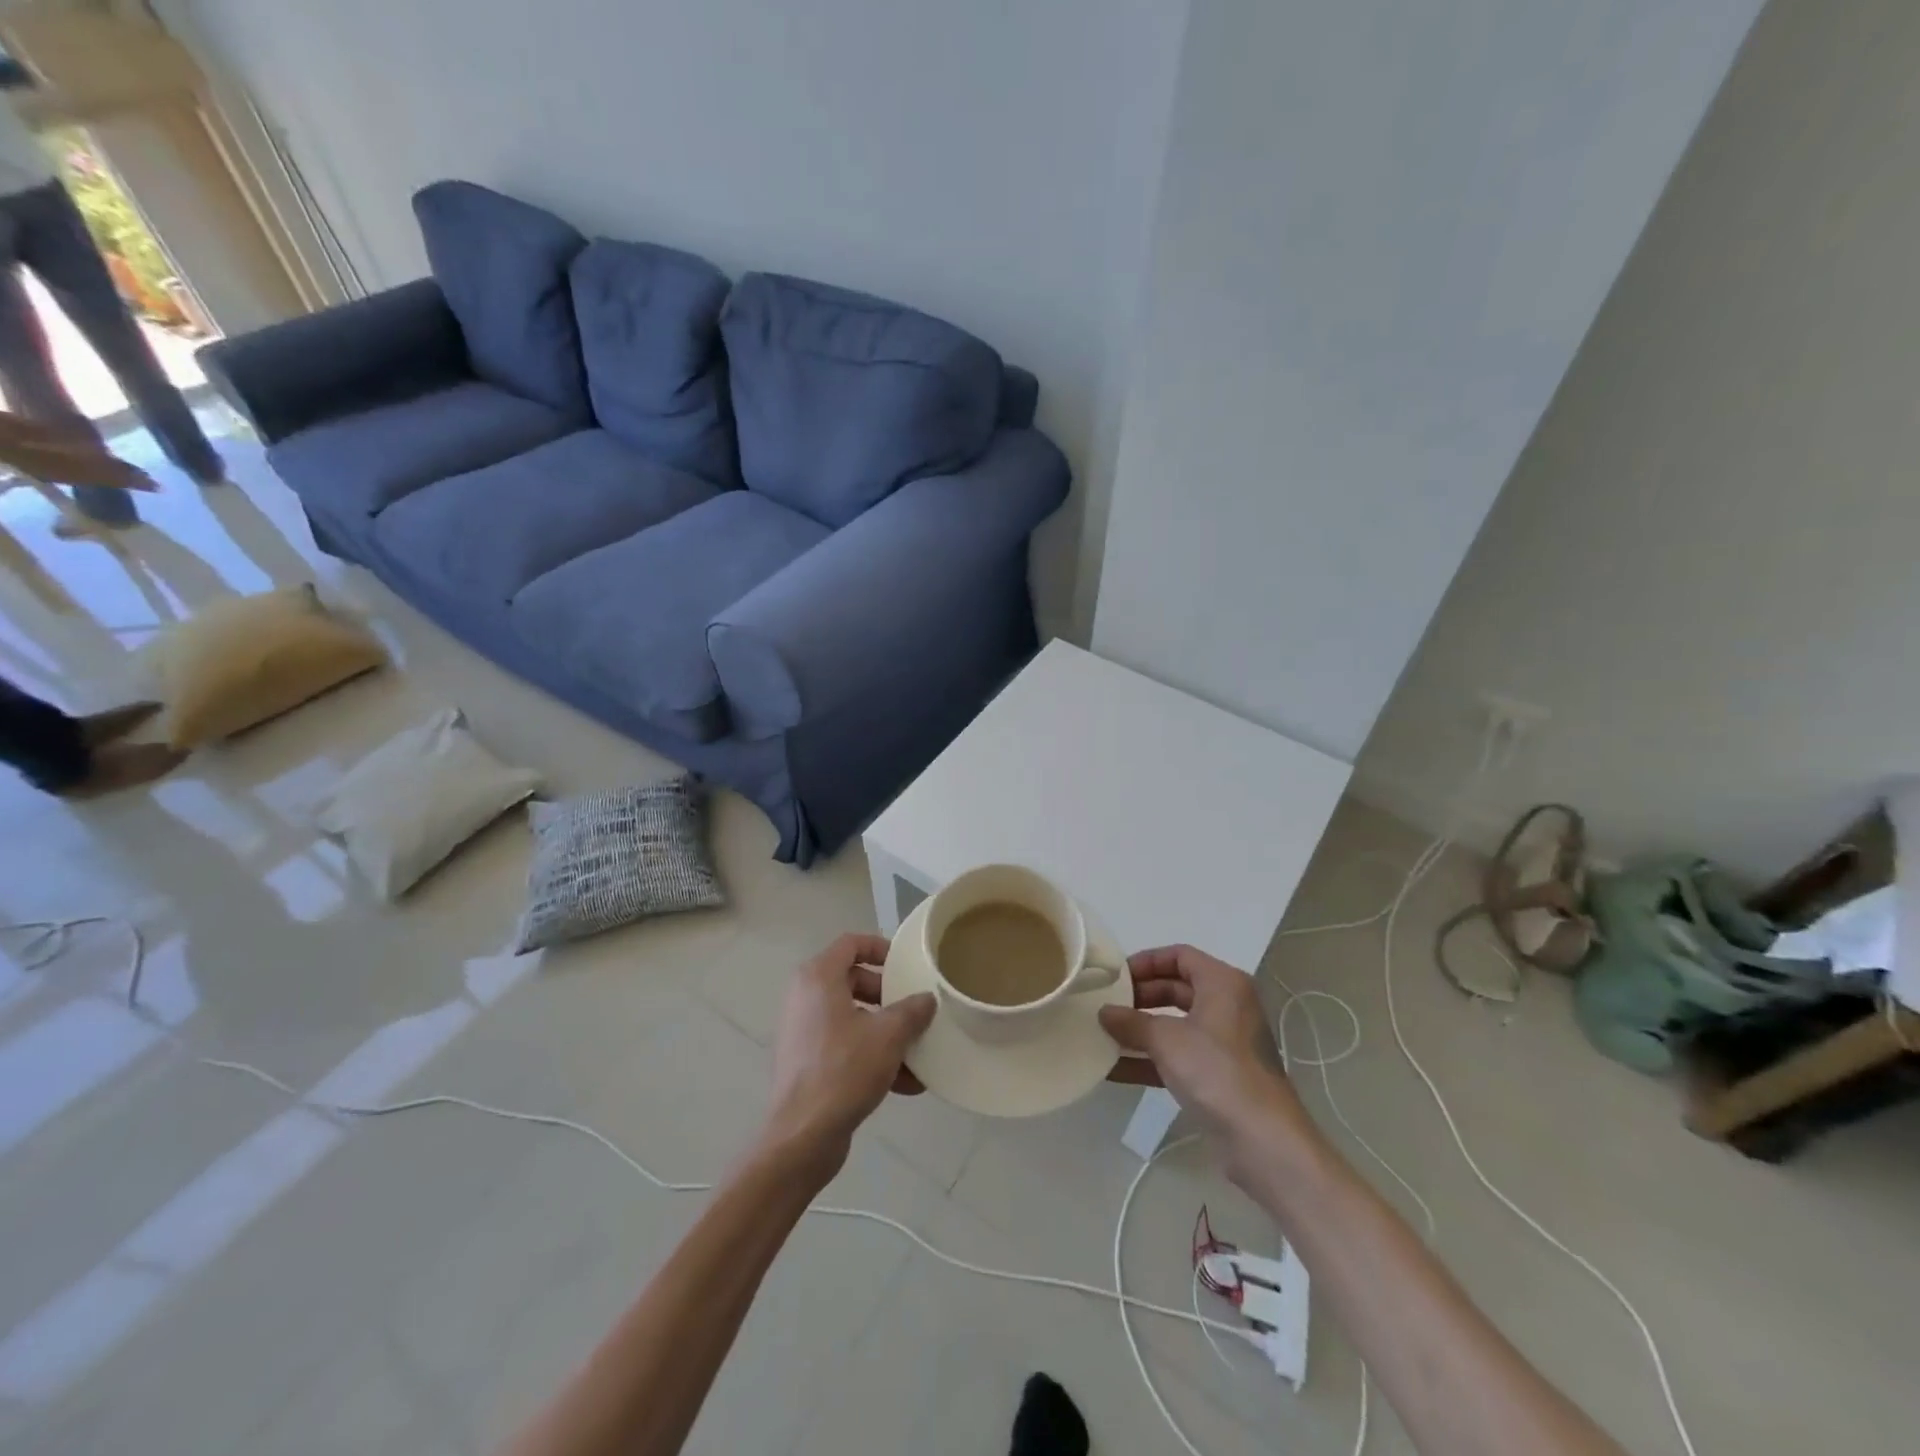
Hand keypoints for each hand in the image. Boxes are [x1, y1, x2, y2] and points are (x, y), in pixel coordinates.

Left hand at [762, 934, 935, 1174]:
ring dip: (885, 1032)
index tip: (906, 965)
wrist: (802, 1137)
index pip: (851, 944)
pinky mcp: (807, 1062)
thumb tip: (926, 999)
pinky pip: (845, 1046)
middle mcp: (805, 997)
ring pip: (852, 1017)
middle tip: (914, 1011)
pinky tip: (906, 1083)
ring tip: (917, 1052)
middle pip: (854, 980)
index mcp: (818, 978)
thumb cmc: (843, 1070)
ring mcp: (803, 1031)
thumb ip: (912, 1011)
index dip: (880, 947)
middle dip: (888, 996)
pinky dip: (872, 1056)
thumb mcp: (888, 1036)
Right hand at [1099, 945, 1311, 1172]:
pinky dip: (1150, 1058)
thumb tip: (1104, 1012)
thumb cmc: (1217, 1071)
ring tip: (1103, 1034)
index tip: (1115, 976)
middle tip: (1106, 1005)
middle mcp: (1227, 1006)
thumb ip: (1132, 1022)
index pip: (1179, 956)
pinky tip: (1115, 1069)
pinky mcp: (1218, 1075)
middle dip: (1139, 997)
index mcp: (1223, 983)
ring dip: (1140, 1029)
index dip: (1146, 961)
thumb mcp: (1167, 1040)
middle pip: (1176, 988)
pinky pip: (1178, 1055)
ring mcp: (1224, 1043)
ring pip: (1175, 1024)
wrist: (1263, 1140)